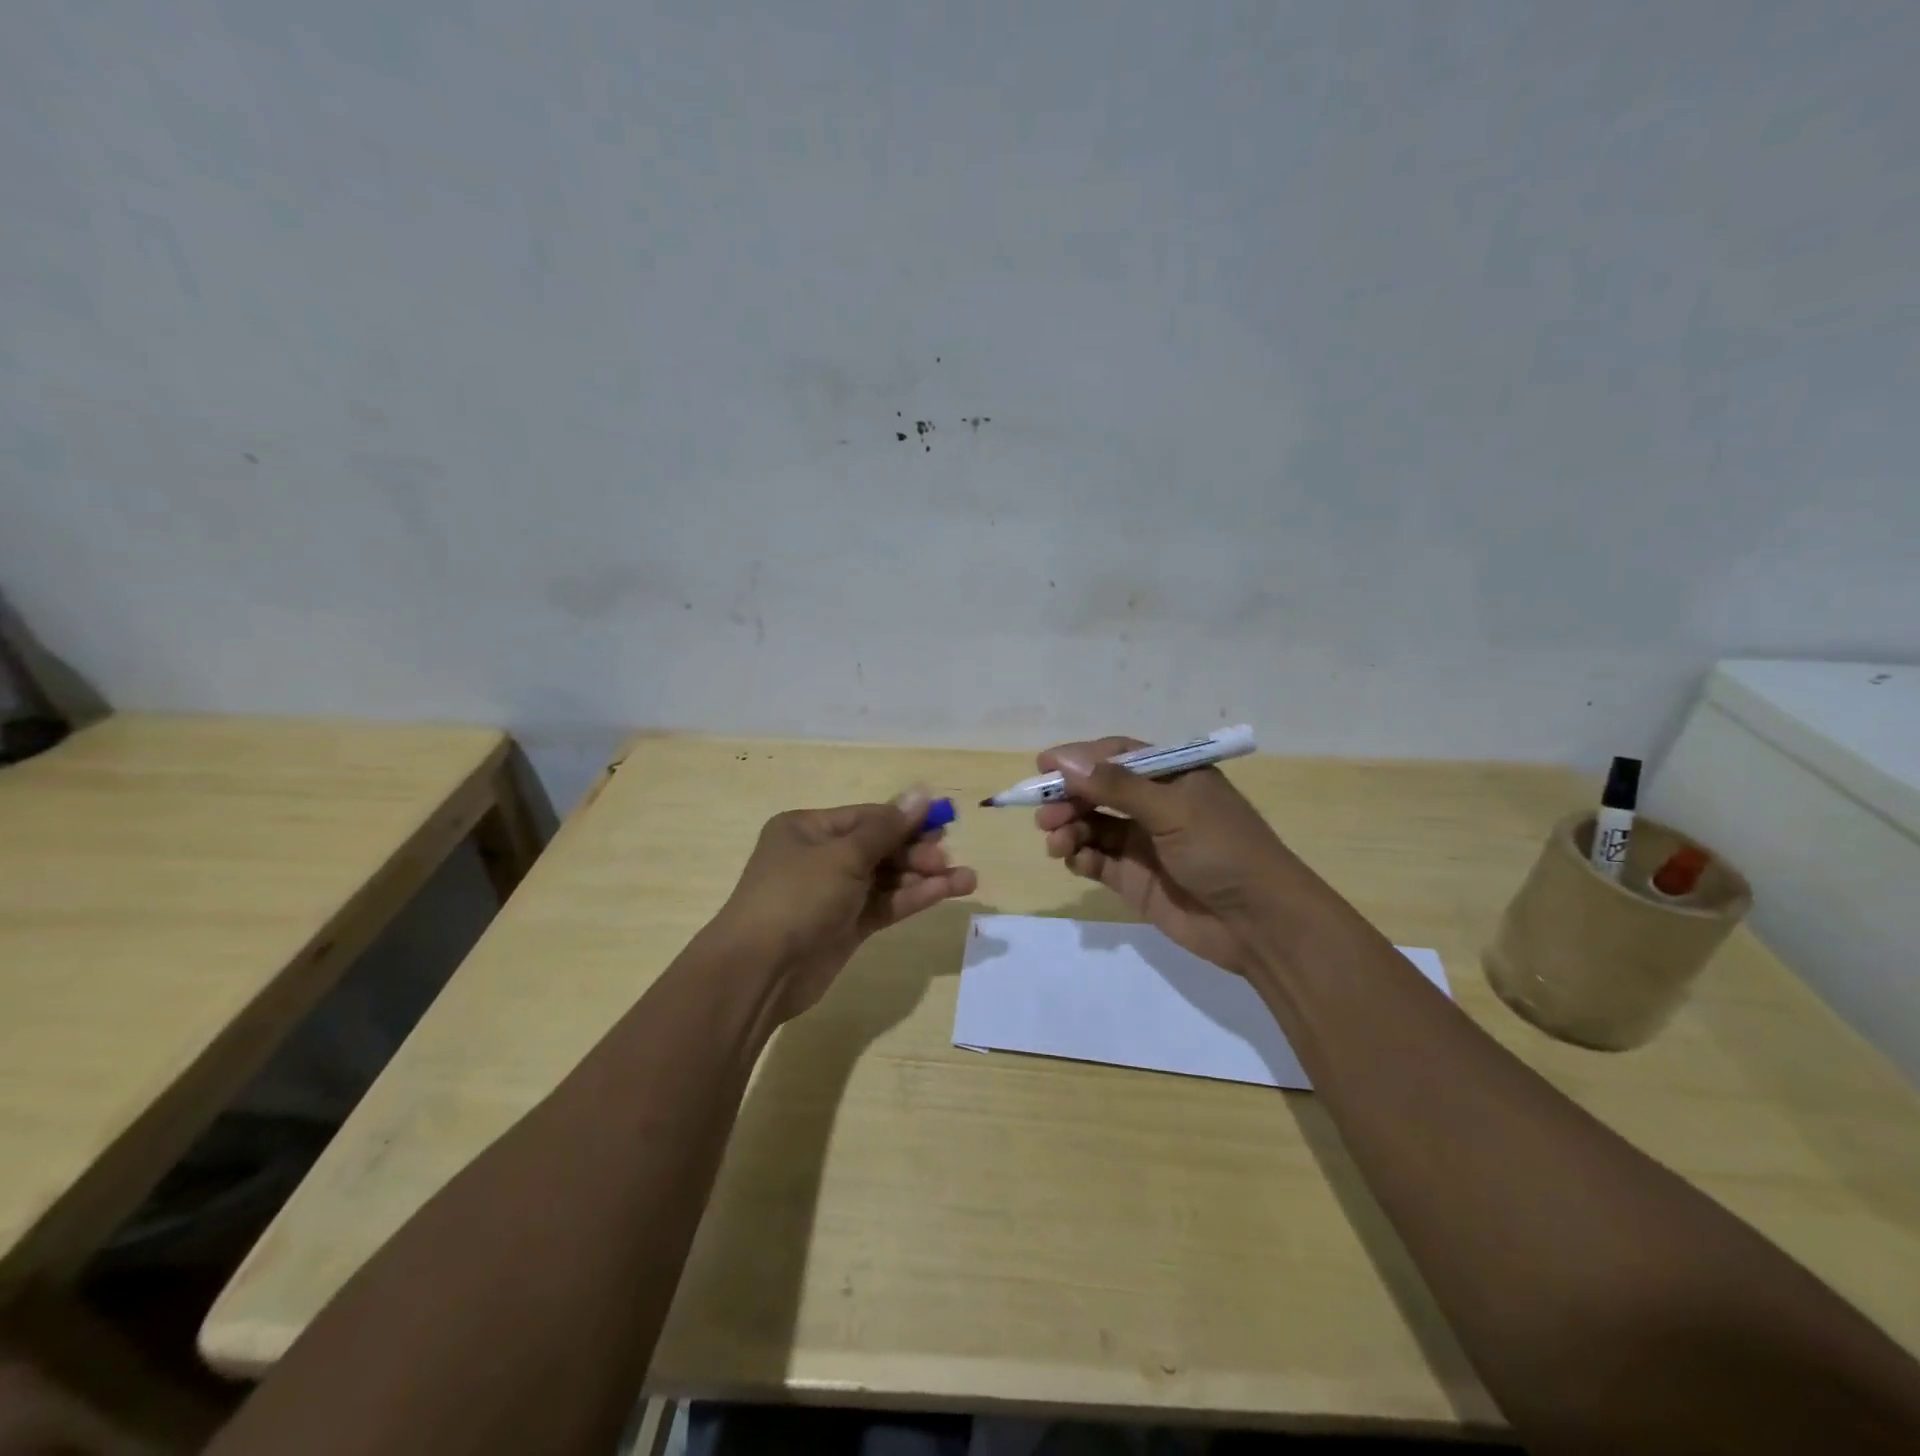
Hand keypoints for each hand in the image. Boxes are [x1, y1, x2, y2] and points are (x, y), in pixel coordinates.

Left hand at [713, 788, 976, 1020]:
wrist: (760, 971)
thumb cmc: (796, 897)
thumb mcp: (843, 856)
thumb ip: (887, 828)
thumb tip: (922, 793)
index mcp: (808, 829)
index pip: (867, 817)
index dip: (905, 818)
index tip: (944, 819)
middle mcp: (821, 857)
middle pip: (879, 846)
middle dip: (916, 850)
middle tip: (946, 855)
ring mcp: (834, 894)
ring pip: (887, 878)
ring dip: (923, 877)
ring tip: (967, 879)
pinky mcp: (847, 926)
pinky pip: (885, 904)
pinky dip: (913, 898)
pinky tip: (945, 892)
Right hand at [1034, 737, 1288, 974]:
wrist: (1260, 923)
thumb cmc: (1223, 850)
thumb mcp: (1173, 810)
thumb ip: (1116, 787)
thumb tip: (1065, 761)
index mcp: (1172, 777)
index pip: (1116, 755)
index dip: (1079, 758)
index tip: (1043, 766)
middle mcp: (1155, 805)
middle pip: (1098, 791)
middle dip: (1068, 798)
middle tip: (1043, 813)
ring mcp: (1143, 843)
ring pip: (1092, 826)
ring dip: (1068, 828)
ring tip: (1055, 841)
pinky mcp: (1134, 879)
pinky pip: (1097, 860)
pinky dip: (1079, 857)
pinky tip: (1074, 860)